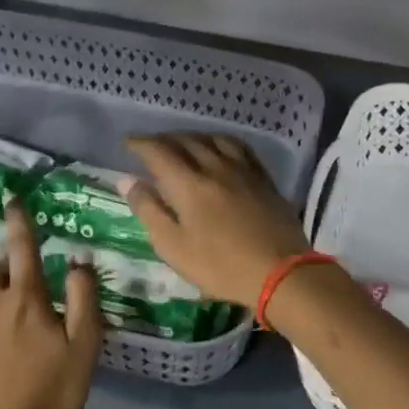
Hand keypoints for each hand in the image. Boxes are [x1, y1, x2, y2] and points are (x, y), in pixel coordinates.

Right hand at [120, 133, 310, 306]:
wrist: (280, 272)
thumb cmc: (220, 266)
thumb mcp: (173, 246)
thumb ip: (148, 210)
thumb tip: (127, 179)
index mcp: (188, 184)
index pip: (158, 151)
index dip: (140, 144)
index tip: (128, 143)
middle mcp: (214, 167)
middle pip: (185, 141)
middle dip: (163, 139)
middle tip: (151, 145)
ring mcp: (242, 170)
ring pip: (212, 139)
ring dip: (191, 137)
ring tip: (182, 143)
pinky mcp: (263, 177)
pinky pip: (238, 147)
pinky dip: (221, 141)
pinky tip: (220, 148)